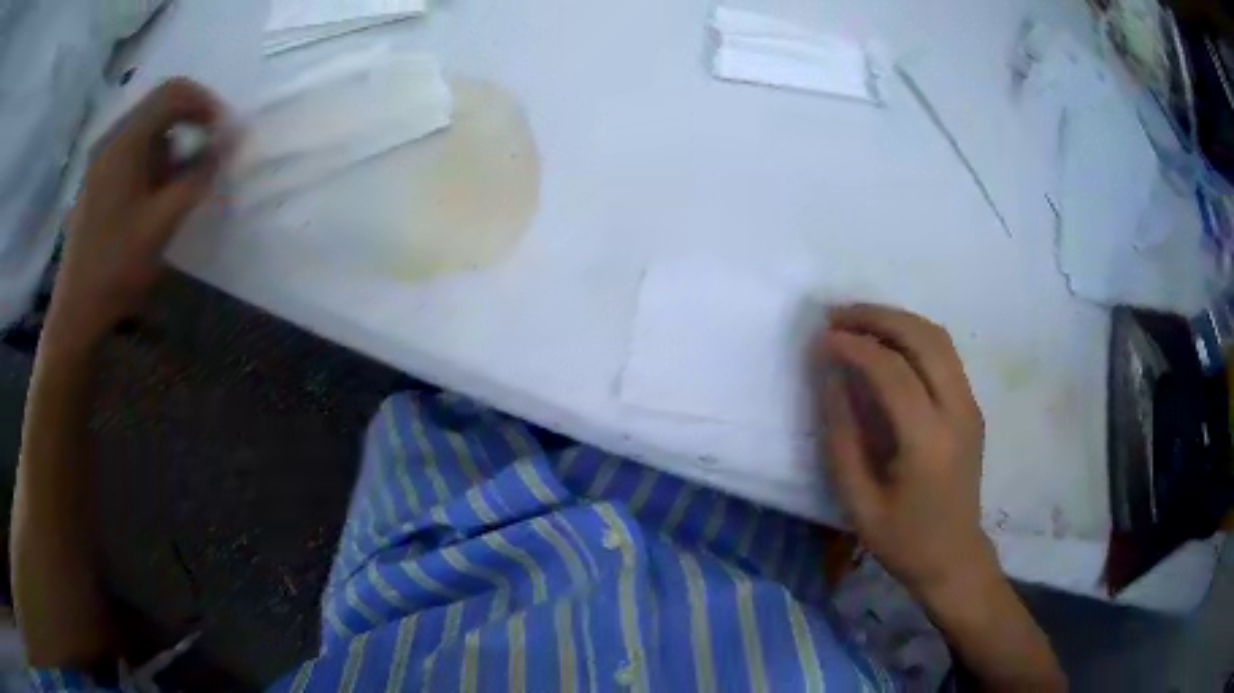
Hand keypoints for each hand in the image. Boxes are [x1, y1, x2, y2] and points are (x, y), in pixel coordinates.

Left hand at [44, 79, 228, 355]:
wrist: (76, 313)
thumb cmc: (118, 267)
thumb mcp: (163, 222)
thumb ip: (199, 174)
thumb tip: (233, 139)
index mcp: (125, 142)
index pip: (174, 93)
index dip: (205, 104)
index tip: (222, 133)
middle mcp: (111, 139)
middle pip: (158, 106)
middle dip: (187, 124)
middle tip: (202, 157)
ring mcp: (99, 160)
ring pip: (143, 129)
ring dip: (167, 145)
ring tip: (173, 186)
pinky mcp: (94, 180)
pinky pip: (128, 150)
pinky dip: (148, 160)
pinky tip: (150, 195)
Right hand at [815, 304, 996, 603]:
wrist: (955, 557)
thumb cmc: (904, 540)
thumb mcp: (859, 502)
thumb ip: (842, 438)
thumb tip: (830, 378)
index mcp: (929, 442)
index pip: (893, 372)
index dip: (855, 347)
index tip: (822, 339)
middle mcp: (958, 412)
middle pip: (923, 339)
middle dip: (878, 317)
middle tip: (837, 316)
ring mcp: (970, 405)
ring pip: (938, 338)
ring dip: (897, 320)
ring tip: (858, 321)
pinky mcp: (972, 406)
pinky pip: (945, 354)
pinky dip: (913, 336)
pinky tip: (887, 343)